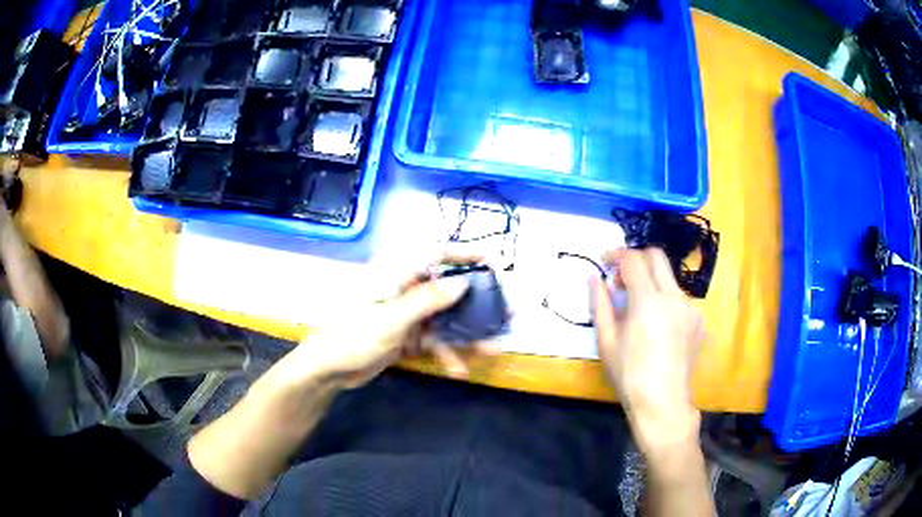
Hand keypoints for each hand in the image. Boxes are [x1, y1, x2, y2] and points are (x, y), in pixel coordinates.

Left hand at [296, 254, 500, 387]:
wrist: (330, 369)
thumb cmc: (354, 336)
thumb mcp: (392, 318)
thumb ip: (428, 299)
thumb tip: (463, 282)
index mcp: (395, 273)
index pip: (433, 254)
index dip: (463, 253)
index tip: (491, 259)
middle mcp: (404, 289)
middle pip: (447, 290)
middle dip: (476, 305)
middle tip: (506, 313)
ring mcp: (406, 313)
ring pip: (445, 319)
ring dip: (467, 335)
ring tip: (493, 349)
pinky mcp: (406, 335)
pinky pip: (434, 339)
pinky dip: (446, 352)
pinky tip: (458, 369)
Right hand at [592, 248, 704, 451]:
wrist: (663, 402)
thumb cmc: (629, 375)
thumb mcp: (607, 341)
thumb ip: (601, 304)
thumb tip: (594, 278)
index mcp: (649, 300)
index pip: (633, 260)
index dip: (616, 255)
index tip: (604, 262)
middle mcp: (674, 296)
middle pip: (657, 257)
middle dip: (637, 258)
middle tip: (622, 276)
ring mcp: (691, 308)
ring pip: (670, 279)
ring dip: (652, 282)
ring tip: (638, 307)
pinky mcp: (699, 321)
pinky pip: (680, 299)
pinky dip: (665, 301)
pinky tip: (658, 326)